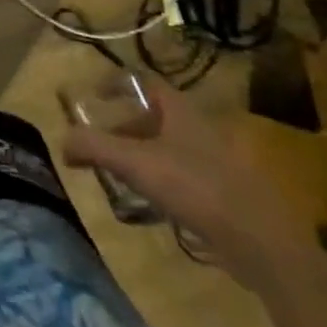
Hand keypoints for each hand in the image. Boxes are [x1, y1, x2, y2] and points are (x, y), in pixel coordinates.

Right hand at [61, 75, 305, 291]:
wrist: (263, 244)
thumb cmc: (195, 188)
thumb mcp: (134, 164)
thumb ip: (93, 147)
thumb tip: (62, 142)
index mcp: (181, 111)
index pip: (146, 82)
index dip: (118, 85)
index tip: (94, 98)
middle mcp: (201, 129)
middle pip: (155, 117)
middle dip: (125, 128)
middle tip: (102, 146)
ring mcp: (219, 162)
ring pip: (171, 148)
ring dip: (143, 157)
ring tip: (121, 178)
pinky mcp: (229, 194)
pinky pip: (187, 177)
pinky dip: (165, 182)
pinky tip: (153, 206)